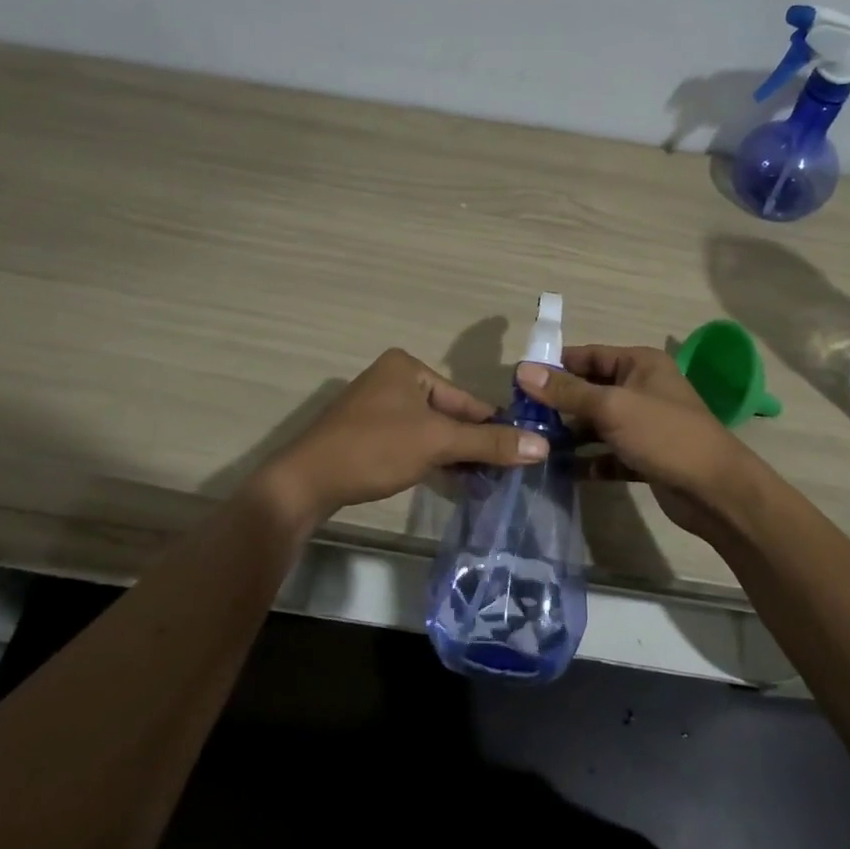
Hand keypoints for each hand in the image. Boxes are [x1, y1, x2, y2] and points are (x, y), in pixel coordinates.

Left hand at [260, 349, 546, 524]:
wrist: (306, 481)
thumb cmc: (375, 448)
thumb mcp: (437, 442)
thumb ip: (489, 442)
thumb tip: (543, 445)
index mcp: (408, 367)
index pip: (465, 398)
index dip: (494, 426)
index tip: (523, 451)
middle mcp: (392, 379)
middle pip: (448, 415)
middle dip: (473, 444)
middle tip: (506, 473)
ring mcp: (376, 407)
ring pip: (430, 431)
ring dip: (455, 455)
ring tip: (485, 482)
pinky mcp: (366, 434)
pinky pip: (410, 442)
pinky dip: (430, 459)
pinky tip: (452, 481)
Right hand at [516, 346, 755, 541]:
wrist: (715, 491)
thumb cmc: (664, 435)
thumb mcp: (611, 407)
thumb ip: (566, 391)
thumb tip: (522, 369)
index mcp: (640, 364)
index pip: (589, 355)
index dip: (555, 366)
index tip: (519, 381)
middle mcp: (642, 388)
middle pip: (590, 389)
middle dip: (559, 403)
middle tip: (521, 417)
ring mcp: (644, 424)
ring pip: (597, 423)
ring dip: (570, 434)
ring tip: (535, 445)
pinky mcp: (644, 456)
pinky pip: (608, 453)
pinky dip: (588, 460)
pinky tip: (562, 471)